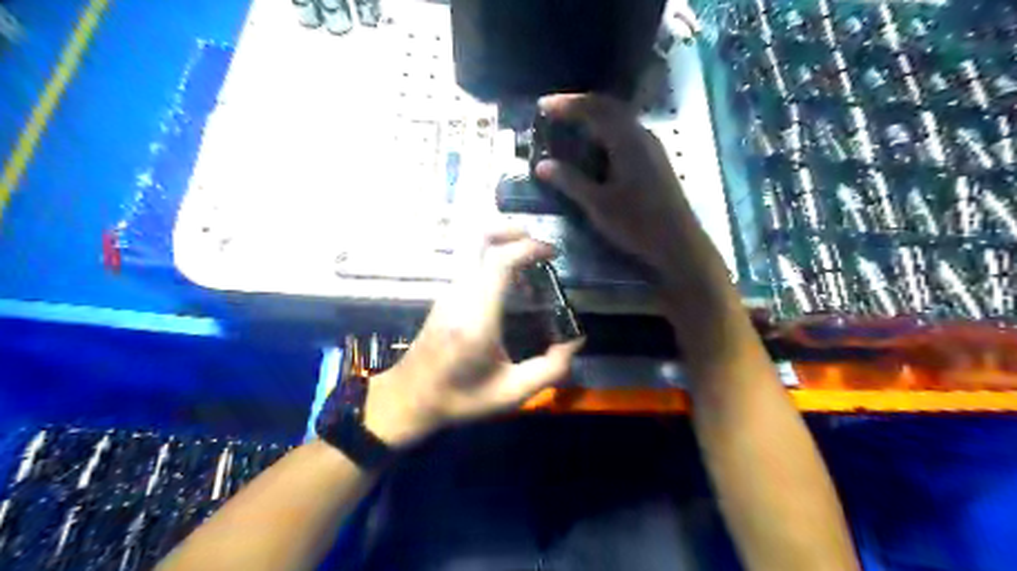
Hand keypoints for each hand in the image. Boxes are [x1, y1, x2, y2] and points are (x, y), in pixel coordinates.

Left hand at [361, 230, 583, 448]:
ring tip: (530, 262)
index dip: (528, 248)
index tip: (552, 253)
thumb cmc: (460, 398)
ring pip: (472, 247)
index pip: (499, 262)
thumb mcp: (511, 393)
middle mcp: (459, 294)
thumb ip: (549, 369)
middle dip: (511, 230)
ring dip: (503, 244)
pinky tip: (512, 283)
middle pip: (478, 238)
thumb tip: (575, 340)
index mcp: (476, 317)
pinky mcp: (445, 295)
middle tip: (538, 246)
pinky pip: (470, 262)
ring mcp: (448, 292)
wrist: (409, 399)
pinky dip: (493, 258)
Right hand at [533, 95, 713, 284]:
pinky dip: (605, 131)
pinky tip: (595, 147)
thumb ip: (570, 181)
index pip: (594, 109)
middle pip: (609, 107)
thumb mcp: (598, 204)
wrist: (678, 243)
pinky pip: (626, 133)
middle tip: (554, 111)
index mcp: (627, 141)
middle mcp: (642, 135)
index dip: (567, 104)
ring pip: (619, 119)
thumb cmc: (636, 224)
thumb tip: (541, 165)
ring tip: (571, 125)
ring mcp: (651, 146)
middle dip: (580, 105)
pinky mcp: (654, 160)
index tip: (542, 106)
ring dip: (594, 117)